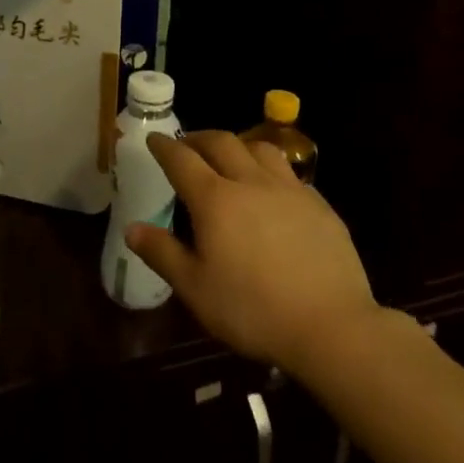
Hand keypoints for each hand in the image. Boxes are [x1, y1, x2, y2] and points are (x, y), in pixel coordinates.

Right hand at [126, 130, 380, 377]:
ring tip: (230, 156)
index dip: (165, 146)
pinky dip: (270, 169)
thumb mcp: (196, 289)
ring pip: (260, 148)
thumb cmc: (253, 310)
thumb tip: (132, 228)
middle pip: (221, 142)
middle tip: (187, 144)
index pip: (182, 160)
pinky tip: (272, 188)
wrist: (331, 324)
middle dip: (199, 138)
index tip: (154, 138)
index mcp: (215, 200)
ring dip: (238, 145)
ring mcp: (289, 189)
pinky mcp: (319, 204)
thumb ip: (163, 254)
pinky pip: (288, 173)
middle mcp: (250, 182)